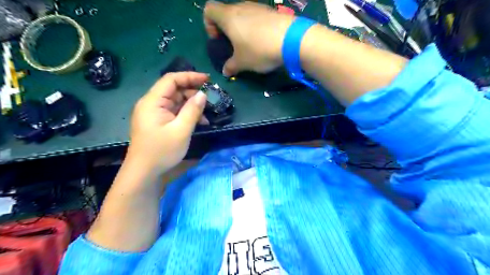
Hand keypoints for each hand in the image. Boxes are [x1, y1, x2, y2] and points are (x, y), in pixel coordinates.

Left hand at [126, 70, 208, 173]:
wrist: (144, 172)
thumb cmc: (161, 151)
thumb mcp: (181, 130)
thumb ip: (192, 110)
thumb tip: (203, 94)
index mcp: (152, 102)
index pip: (171, 80)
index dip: (190, 76)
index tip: (208, 79)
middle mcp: (151, 104)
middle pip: (174, 90)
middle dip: (193, 92)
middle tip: (210, 98)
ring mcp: (154, 113)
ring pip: (176, 101)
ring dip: (192, 105)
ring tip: (206, 114)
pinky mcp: (158, 122)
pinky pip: (174, 112)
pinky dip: (186, 114)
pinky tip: (199, 122)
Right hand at [204, 1, 291, 76]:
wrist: (291, 40)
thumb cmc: (258, 50)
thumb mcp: (242, 63)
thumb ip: (230, 66)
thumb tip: (225, 72)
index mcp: (228, 17)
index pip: (209, 10)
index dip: (209, 24)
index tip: (218, 40)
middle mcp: (241, 6)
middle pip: (226, 12)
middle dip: (226, 29)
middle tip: (234, 46)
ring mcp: (258, 7)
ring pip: (243, 15)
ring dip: (242, 29)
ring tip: (250, 46)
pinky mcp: (271, 11)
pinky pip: (257, 18)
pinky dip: (255, 28)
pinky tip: (264, 42)